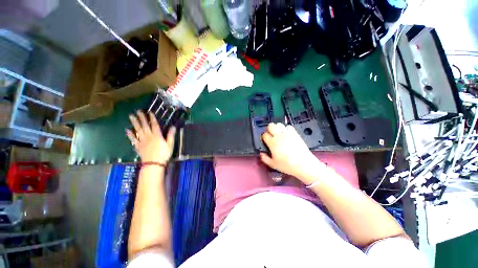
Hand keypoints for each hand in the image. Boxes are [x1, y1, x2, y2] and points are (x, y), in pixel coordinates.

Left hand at [126, 110, 175, 163]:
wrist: (153, 164)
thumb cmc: (164, 154)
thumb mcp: (170, 145)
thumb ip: (171, 135)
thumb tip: (173, 127)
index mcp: (157, 136)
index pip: (154, 125)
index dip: (152, 118)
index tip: (149, 112)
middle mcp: (148, 136)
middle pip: (144, 126)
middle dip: (141, 118)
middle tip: (138, 111)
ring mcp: (142, 141)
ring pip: (138, 130)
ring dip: (134, 123)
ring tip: (131, 116)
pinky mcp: (138, 146)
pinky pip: (133, 139)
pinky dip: (130, 134)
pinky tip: (127, 130)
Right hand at [260, 123, 323, 183]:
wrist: (304, 164)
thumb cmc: (287, 165)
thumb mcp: (273, 164)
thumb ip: (264, 158)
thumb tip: (261, 153)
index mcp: (273, 143)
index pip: (264, 135)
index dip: (264, 137)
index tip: (265, 141)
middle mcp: (279, 136)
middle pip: (271, 125)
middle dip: (269, 129)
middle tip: (271, 135)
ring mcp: (288, 133)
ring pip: (279, 124)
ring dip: (277, 128)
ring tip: (278, 134)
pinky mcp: (295, 133)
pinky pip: (288, 126)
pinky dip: (286, 129)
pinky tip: (286, 134)